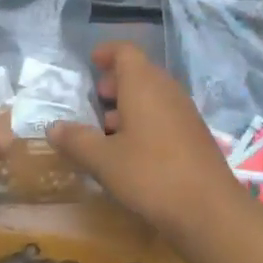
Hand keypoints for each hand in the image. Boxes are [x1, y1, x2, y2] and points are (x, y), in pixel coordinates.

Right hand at [47, 41, 245, 245]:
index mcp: (143, 84)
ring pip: (153, 96)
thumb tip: (53, 127)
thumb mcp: (104, 160)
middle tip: (96, 100)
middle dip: (116, 82)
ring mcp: (185, 113)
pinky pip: (165, 115)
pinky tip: (132, 151)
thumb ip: (76, 140)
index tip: (91, 62)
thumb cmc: (151, 174)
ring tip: (107, 130)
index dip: (107, 53)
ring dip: (130, 105)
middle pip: (140, 72)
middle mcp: (166, 90)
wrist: (210, 211)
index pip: (125, 51)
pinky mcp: (195, 136)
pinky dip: (146, 122)